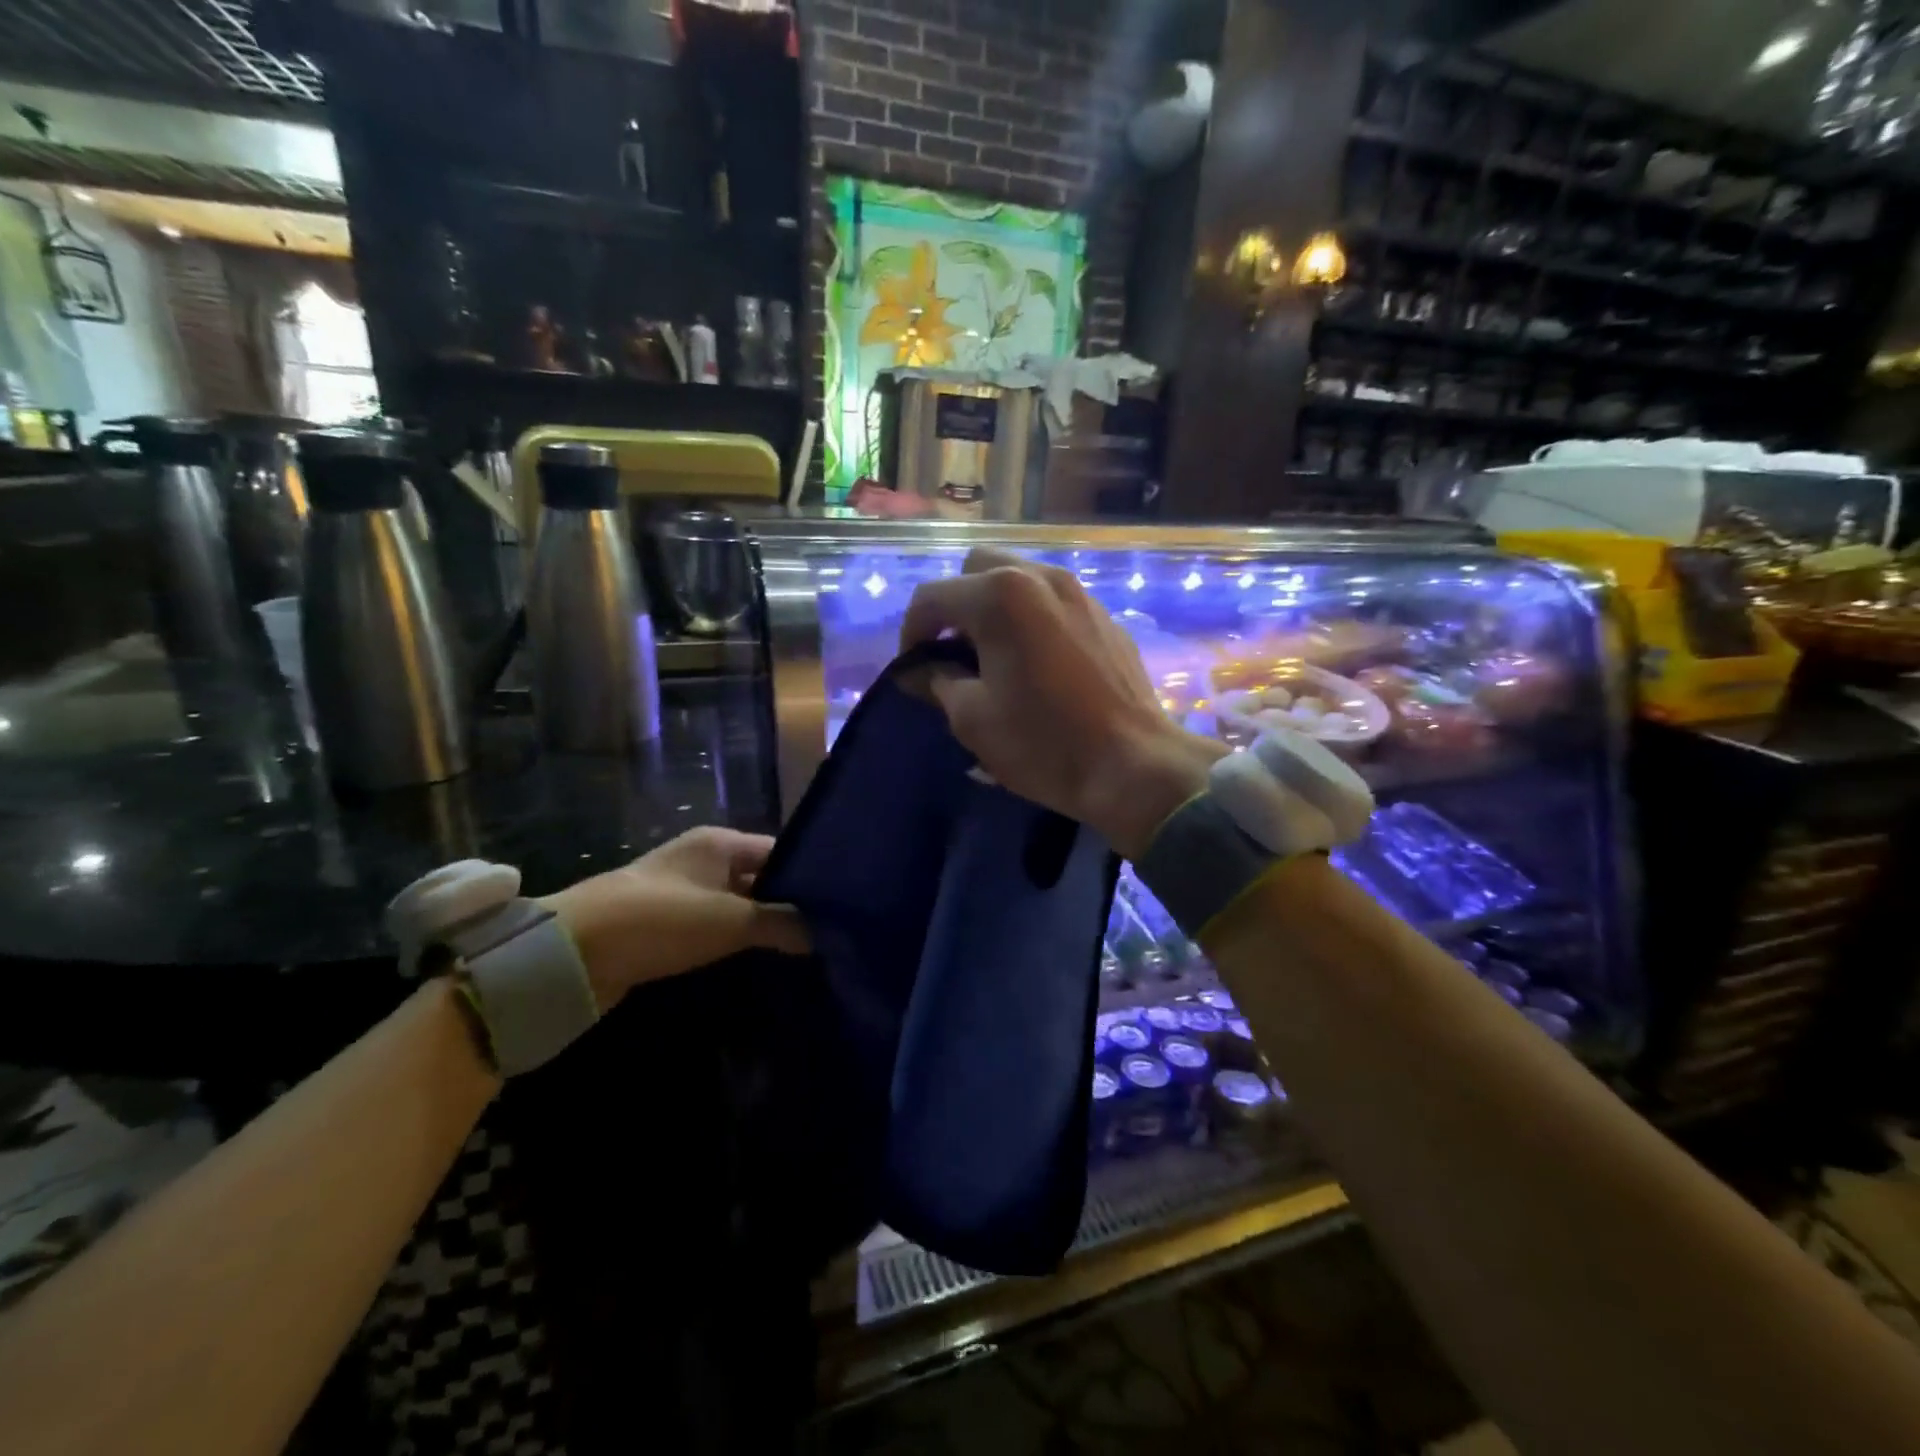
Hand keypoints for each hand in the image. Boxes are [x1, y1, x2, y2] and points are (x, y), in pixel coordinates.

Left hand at [539, 827, 808, 1011]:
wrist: (573, 954)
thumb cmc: (661, 920)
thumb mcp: (729, 919)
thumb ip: (780, 923)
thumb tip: (824, 934)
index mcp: (719, 843)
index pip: (780, 850)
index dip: (811, 874)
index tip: (842, 902)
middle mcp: (703, 859)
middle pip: (760, 877)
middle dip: (789, 902)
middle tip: (830, 930)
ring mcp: (683, 892)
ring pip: (738, 904)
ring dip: (763, 924)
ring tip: (805, 948)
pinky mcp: (667, 924)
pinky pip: (715, 926)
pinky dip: (736, 939)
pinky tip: (760, 959)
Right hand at [900, 548, 1224, 857]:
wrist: (1133, 765)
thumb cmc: (1043, 743)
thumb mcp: (972, 718)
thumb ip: (937, 682)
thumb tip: (918, 671)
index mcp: (1000, 596)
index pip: (932, 597)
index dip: (911, 633)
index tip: (913, 670)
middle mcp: (1040, 577)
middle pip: (977, 569)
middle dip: (955, 606)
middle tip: (953, 653)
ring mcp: (1079, 593)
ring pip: (1019, 578)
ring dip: (994, 608)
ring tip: (993, 656)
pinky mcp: (1104, 616)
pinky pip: (1053, 601)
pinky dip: (1031, 618)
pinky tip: (1035, 663)